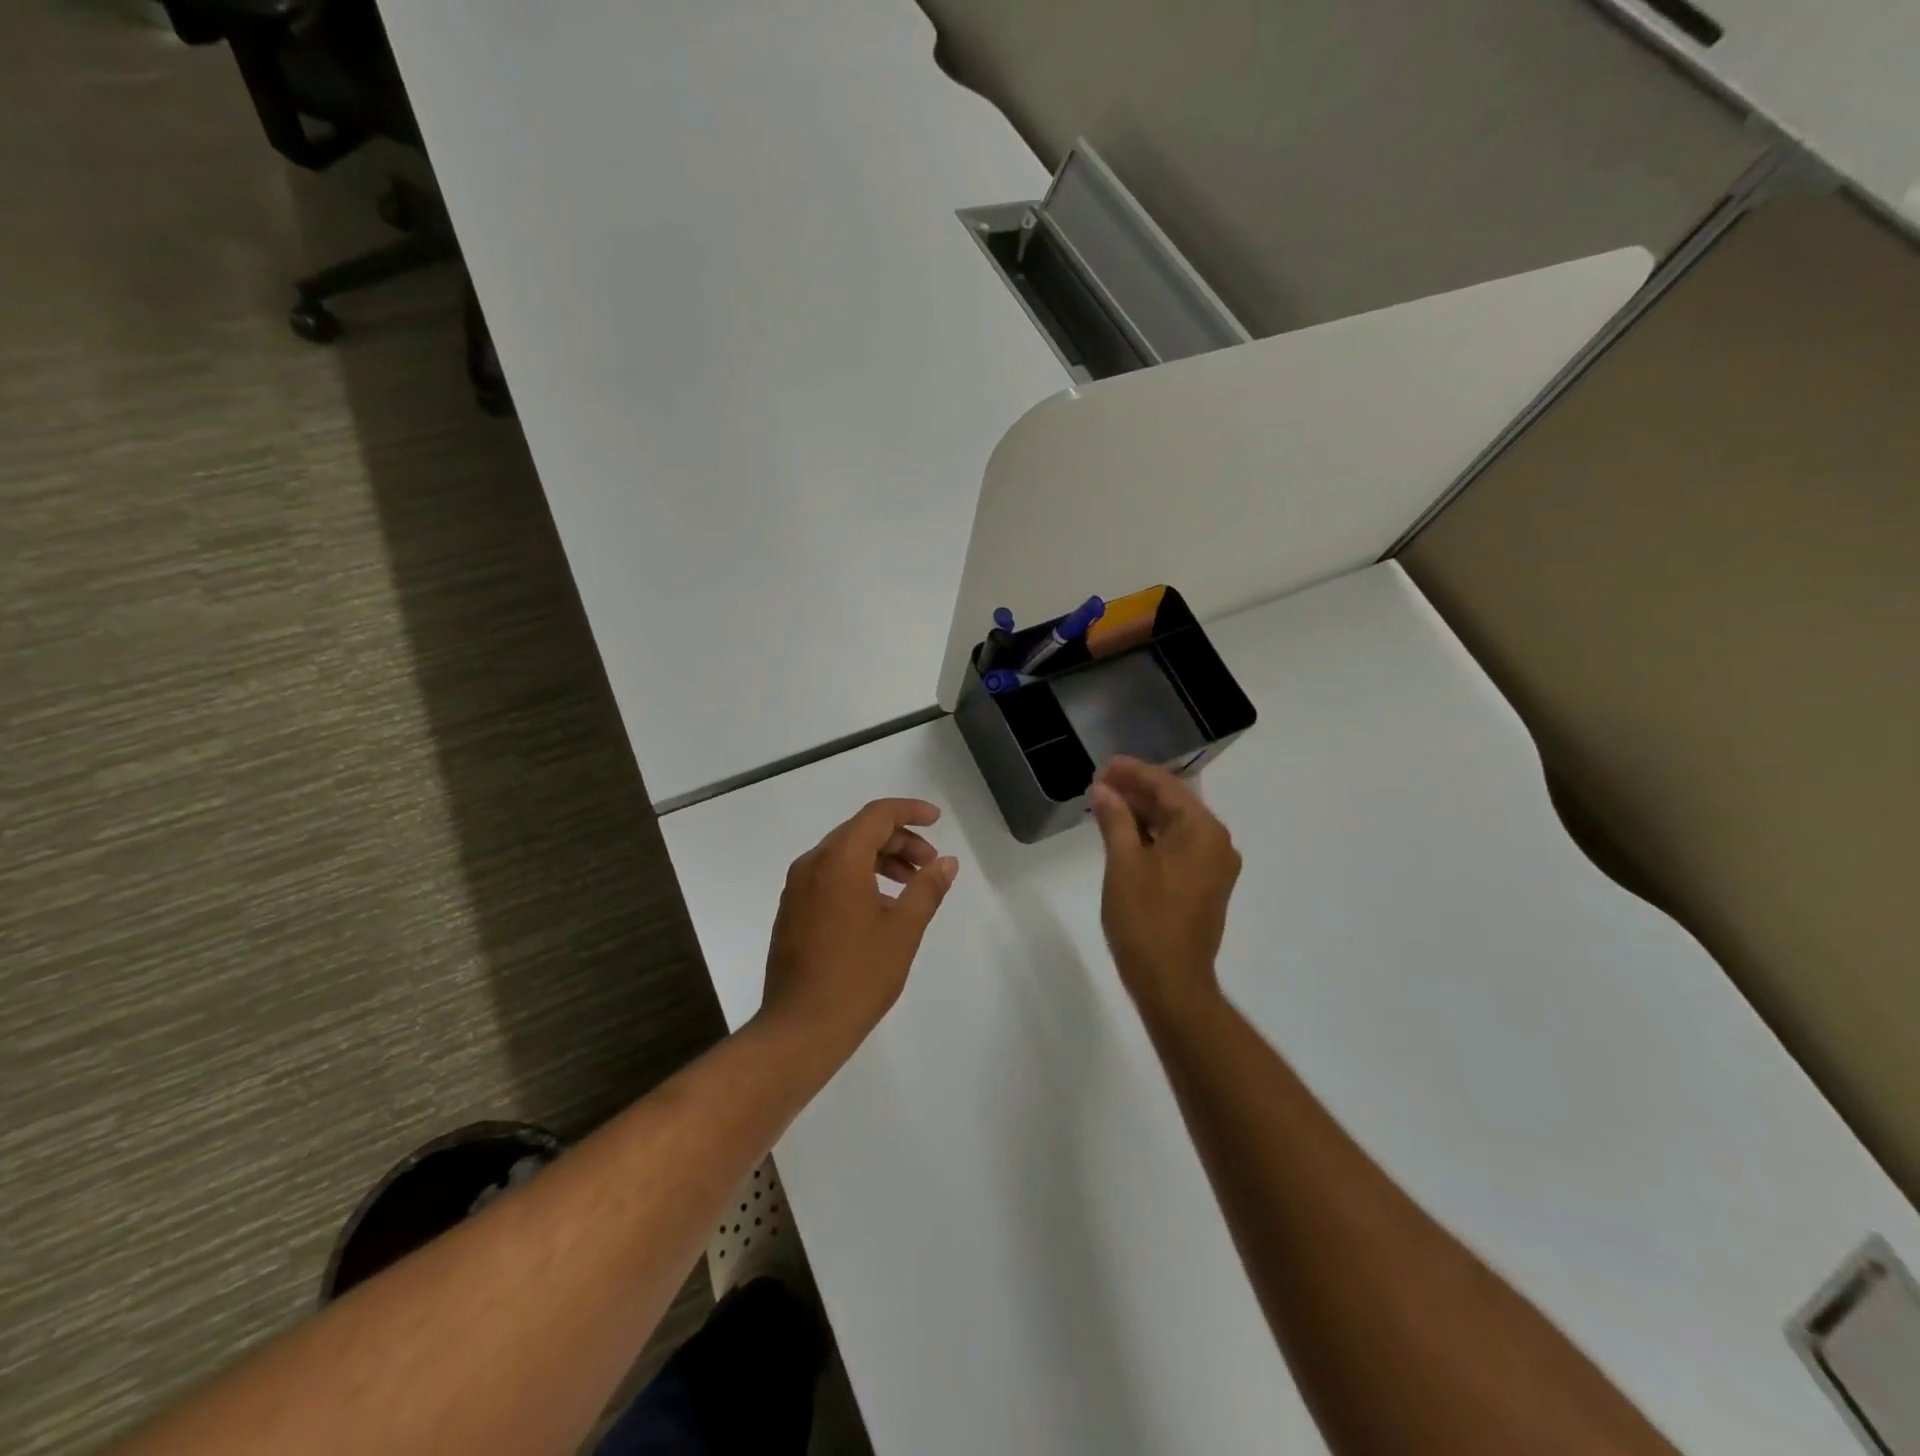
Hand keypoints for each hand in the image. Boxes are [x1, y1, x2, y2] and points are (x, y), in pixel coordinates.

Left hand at [759, 798, 959, 1059]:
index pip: (877, 815)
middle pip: (859, 832)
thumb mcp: (903, 930)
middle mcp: (812, 864)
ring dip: (880, 859)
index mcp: (838, 861)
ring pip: (843, 854)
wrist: (800, 1028)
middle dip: (899, 841)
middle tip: (930, 864)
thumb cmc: (858, 976)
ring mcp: (797, 888)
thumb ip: (927, 888)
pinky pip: (828, 876)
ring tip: (910, 887)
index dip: (910, 811)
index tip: (937, 821)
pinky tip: (879, 908)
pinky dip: (858, 877)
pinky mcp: (792, 910)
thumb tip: (946, 862)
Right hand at [1088, 756, 1240, 1020]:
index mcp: (1202, 830)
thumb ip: (1115, 819)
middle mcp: (1216, 842)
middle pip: (1173, 803)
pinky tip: (1125, 834)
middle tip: (1098, 784)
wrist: (1171, 981)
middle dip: (1136, 791)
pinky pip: (1178, 847)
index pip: (1166, 786)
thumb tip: (1102, 789)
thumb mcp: (1123, 863)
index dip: (1132, 772)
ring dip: (1142, 814)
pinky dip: (1152, 837)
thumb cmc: (1145, 918)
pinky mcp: (1205, 886)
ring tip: (1106, 804)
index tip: (1102, 766)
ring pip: (1175, 826)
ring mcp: (1213, 866)